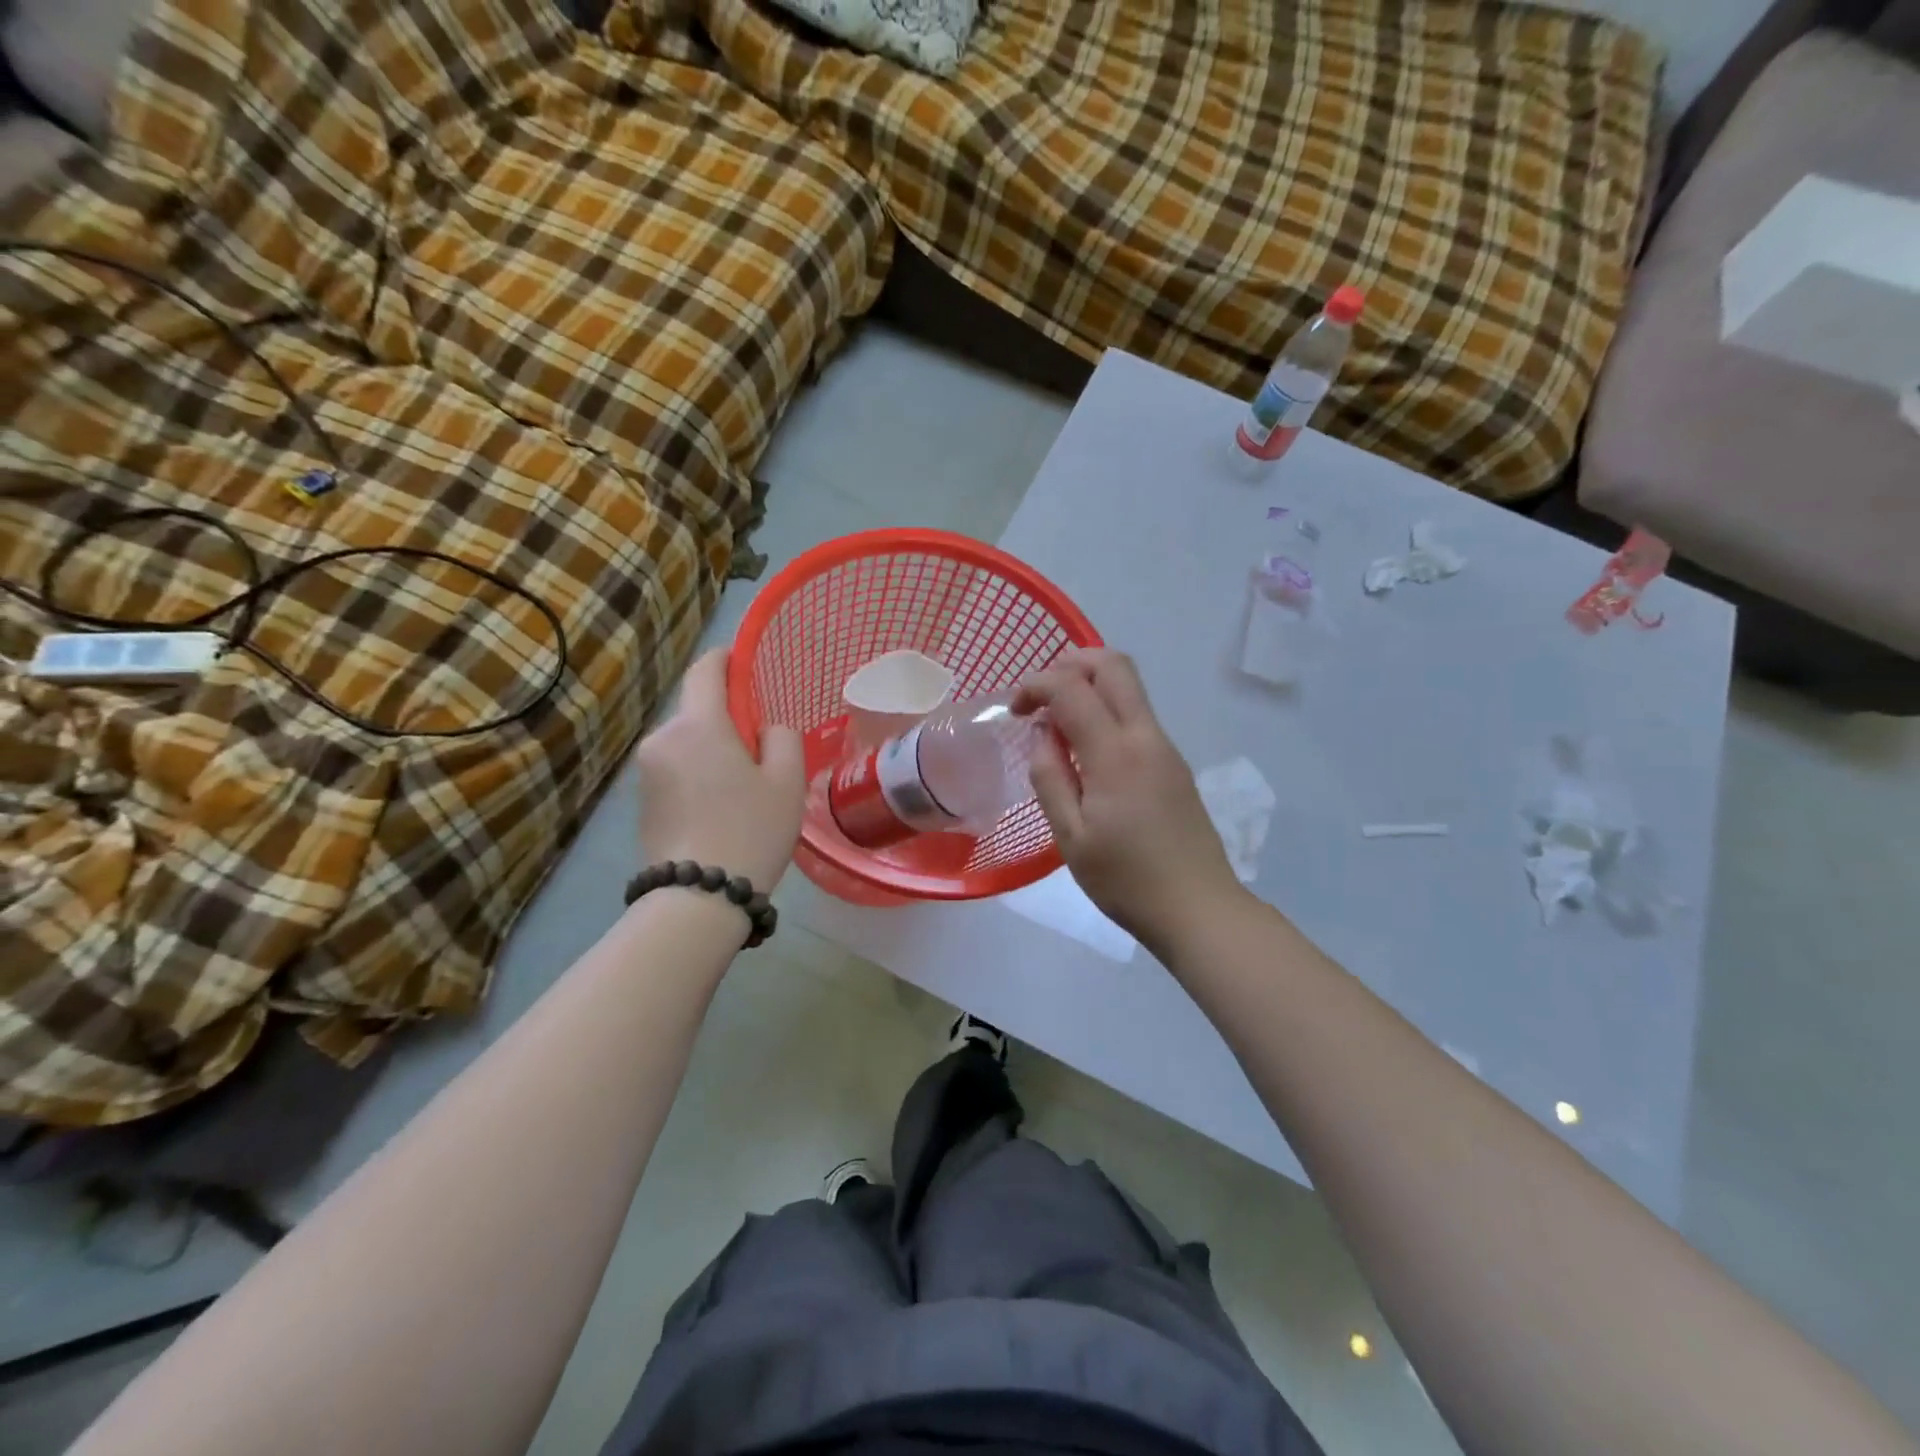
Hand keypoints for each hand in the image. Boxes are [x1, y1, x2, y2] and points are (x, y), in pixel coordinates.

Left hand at [633, 648, 804, 892]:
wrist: (697, 897)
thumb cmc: (751, 830)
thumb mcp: (787, 780)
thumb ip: (781, 737)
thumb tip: (765, 731)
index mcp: (698, 725)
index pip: (706, 670)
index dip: (726, 659)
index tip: (744, 662)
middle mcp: (662, 738)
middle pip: (697, 710)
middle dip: (727, 718)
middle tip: (761, 748)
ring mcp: (646, 771)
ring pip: (687, 742)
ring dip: (712, 750)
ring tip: (743, 787)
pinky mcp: (640, 801)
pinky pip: (675, 769)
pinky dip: (697, 774)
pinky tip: (719, 807)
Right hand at [1015, 650, 1242, 954]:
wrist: (1198, 909)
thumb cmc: (1125, 879)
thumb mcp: (1070, 837)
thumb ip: (1050, 777)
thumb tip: (1044, 735)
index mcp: (1116, 754)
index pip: (1072, 687)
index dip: (1036, 685)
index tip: (1015, 711)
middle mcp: (1146, 737)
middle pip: (1113, 665)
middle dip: (1070, 663)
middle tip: (1041, 696)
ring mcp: (1166, 747)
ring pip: (1129, 686)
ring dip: (1089, 685)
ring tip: (1058, 724)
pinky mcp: (1174, 763)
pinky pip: (1137, 715)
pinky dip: (1106, 710)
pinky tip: (1086, 750)